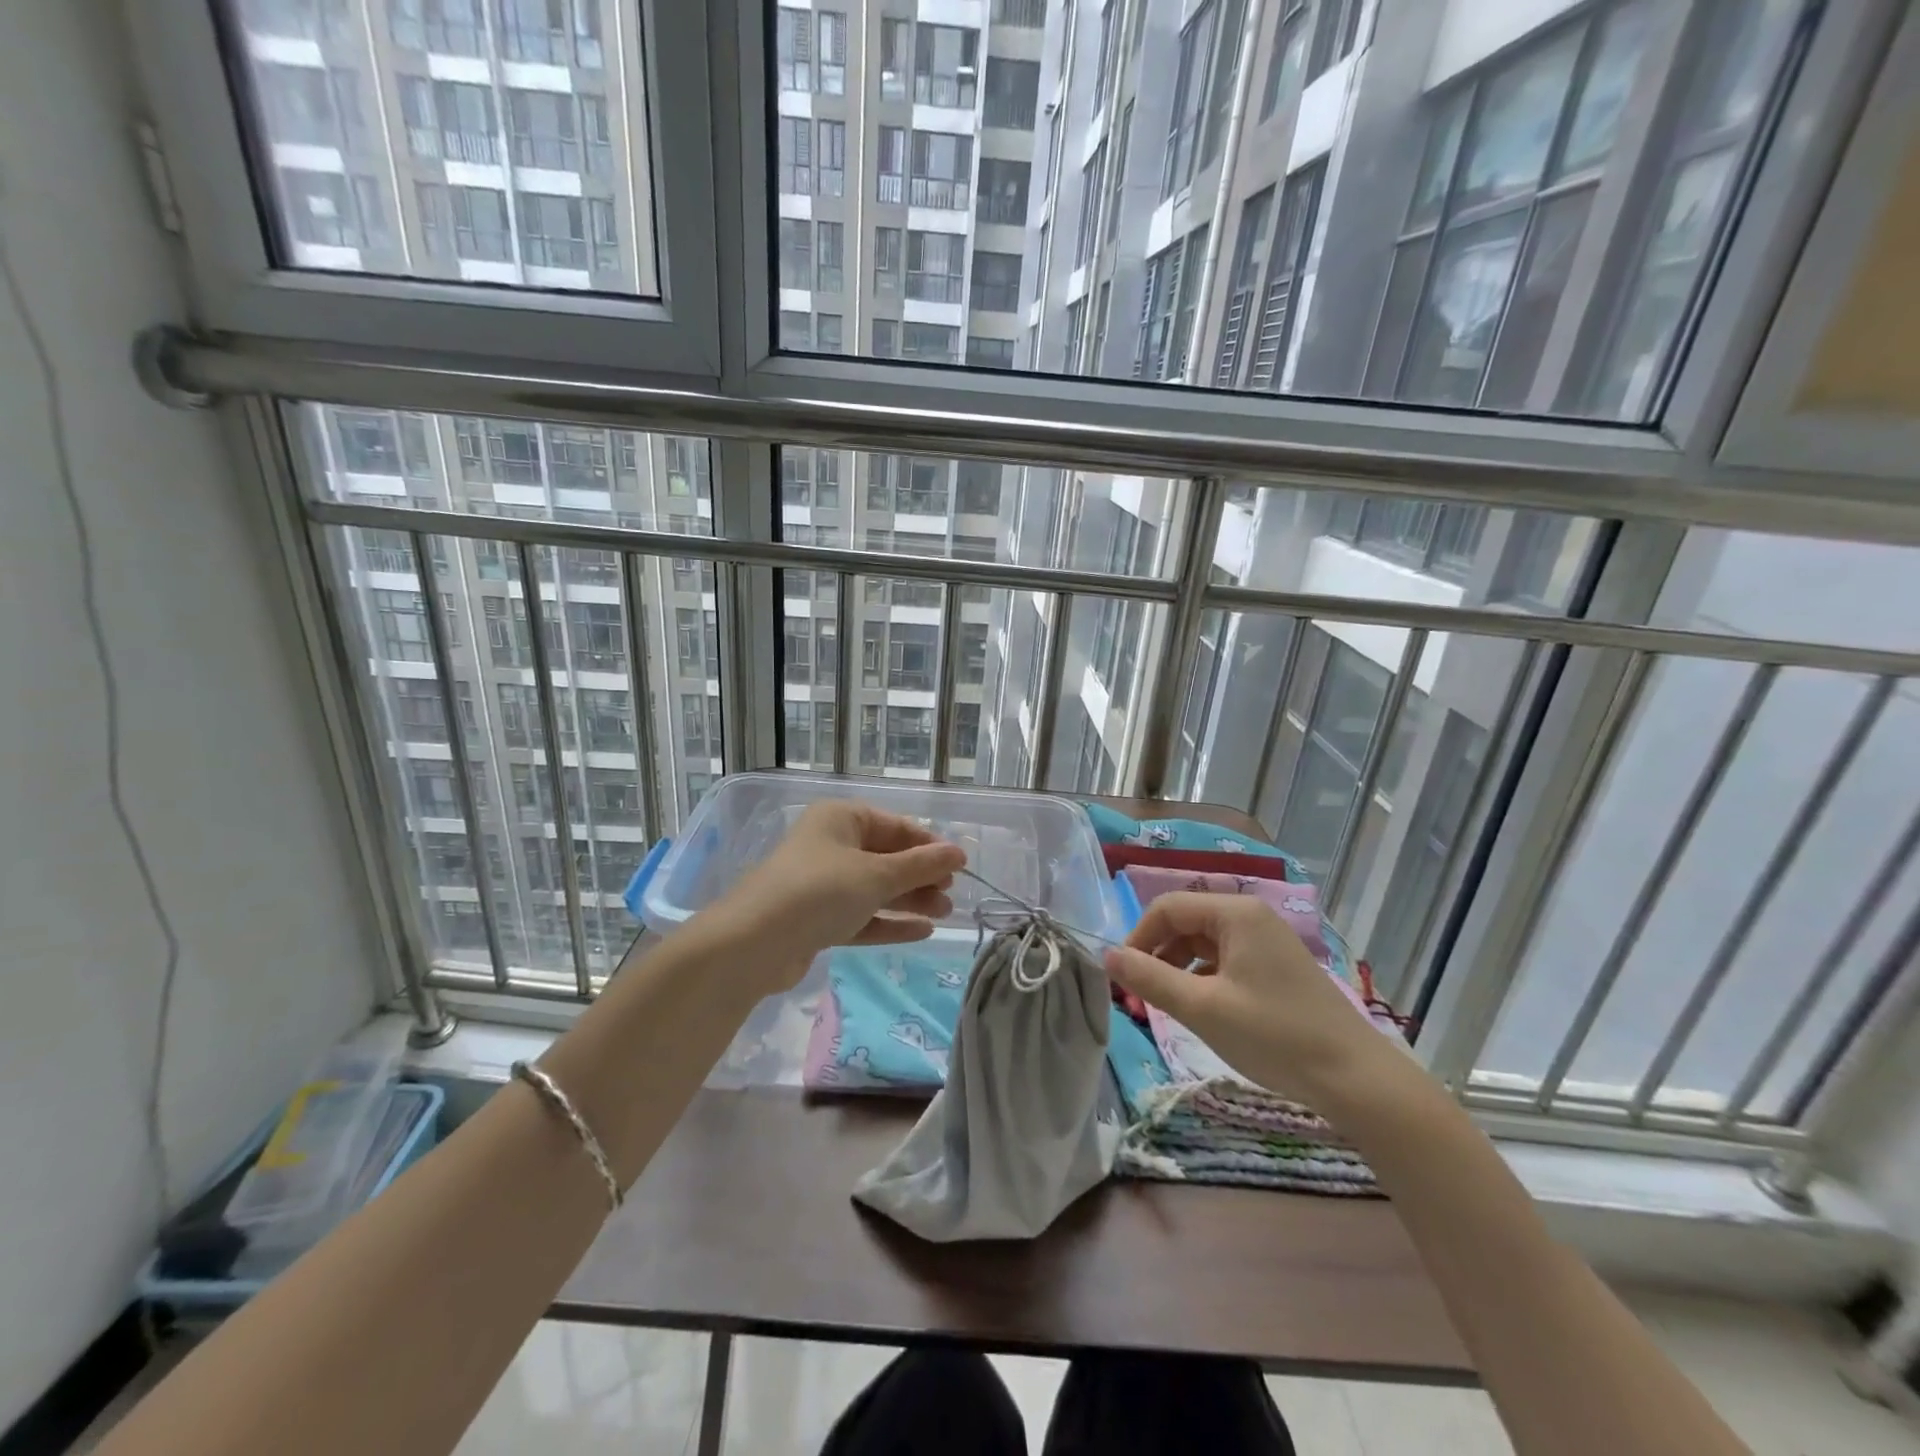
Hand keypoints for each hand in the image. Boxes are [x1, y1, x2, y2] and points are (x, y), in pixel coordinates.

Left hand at [716, 800, 966, 990]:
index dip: (929, 845)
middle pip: (886, 857)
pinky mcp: (816, 919)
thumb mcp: (876, 875)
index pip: (896, 826)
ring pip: (875, 888)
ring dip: (909, 900)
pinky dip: (888, 921)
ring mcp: (822, 884)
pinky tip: (922, 932)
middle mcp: (830, 845)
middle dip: (920, 876)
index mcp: (841, 819)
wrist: (754, 944)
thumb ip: (921, 866)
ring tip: (944, 914)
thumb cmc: (820, 892)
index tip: (960, 867)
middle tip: (952, 896)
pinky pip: (861, 915)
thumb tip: (959, 853)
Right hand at [1103, 893, 1397, 1109]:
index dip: (1138, 938)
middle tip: (1140, 997)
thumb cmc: (1274, 1036)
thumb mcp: (1202, 1009)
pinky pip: (1226, 961)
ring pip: (1204, 944)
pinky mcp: (1277, 967)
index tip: (1122, 977)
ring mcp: (1268, 941)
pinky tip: (1202, 1010)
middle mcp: (1251, 916)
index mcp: (1235, 913)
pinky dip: (1204, 980)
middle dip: (1157, 955)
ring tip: (1167, 1007)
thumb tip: (1106, 956)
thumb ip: (1150, 978)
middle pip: (1186, 922)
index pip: (1167, 907)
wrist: (1357, 1080)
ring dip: (1178, 969)